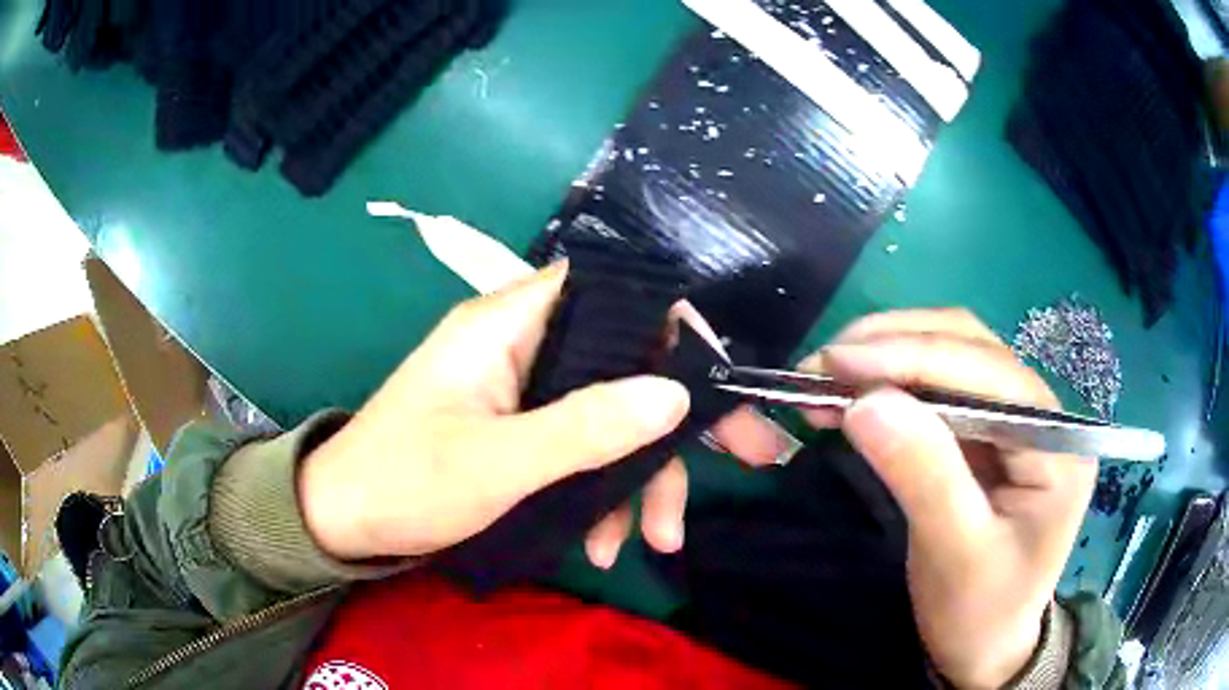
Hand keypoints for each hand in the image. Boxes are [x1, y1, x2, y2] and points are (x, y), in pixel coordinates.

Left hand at [299, 263, 788, 564]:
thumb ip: (584, 428)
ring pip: (609, 414)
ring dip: (637, 478)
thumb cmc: (403, 483)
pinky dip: (599, 492)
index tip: (719, 382)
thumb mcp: (496, 464)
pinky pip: (580, 447)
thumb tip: (674, 394)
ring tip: (650, 542)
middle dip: (676, 425)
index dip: (672, 325)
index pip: (611, 292)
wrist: (343, 520)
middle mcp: (523, 345)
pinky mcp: (519, 429)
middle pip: (625, 363)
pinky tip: (601, 543)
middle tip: (745, 462)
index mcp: (509, 324)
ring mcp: (523, 391)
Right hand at [800, 309, 1096, 688]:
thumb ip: (923, 475)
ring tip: (830, 375)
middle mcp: (1043, 413)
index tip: (838, 363)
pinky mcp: (986, 433)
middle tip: (823, 367)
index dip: (914, 357)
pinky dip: (893, 382)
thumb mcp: (954, 554)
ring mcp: (1014, 418)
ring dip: (889, 356)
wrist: (984, 646)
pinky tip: (857, 391)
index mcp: (1058, 442)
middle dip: (895, 347)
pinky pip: (939, 388)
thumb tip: (865, 402)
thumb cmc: (979, 612)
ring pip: (952, 356)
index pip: (989, 372)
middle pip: (971, 347)